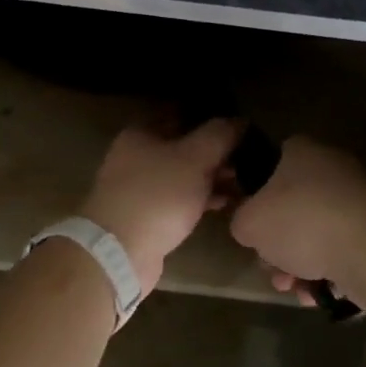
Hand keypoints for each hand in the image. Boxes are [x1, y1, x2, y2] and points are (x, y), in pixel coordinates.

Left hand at [79, 120, 240, 292]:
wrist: (120, 252)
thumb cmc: (158, 194)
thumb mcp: (195, 158)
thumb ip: (219, 135)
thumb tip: (239, 120)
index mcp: (141, 133)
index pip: (179, 114)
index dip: (208, 115)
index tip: (236, 123)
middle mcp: (136, 156)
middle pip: (182, 145)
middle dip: (214, 151)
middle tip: (245, 155)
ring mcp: (140, 188)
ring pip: (183, 174)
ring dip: (211, 176)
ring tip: (242, 181)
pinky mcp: (147, 216)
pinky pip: (180, 199)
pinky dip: (201, 198)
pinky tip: (226, 202)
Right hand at [228, 137, 365, 307]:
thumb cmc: (302, 222)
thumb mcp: (249, 223)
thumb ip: (242, 221)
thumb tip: (250, 225)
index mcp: (301, 151)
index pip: (271, 166)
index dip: (256, 198)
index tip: (253, 228)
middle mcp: (331, 166)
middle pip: (293, 206)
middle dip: (278, 244)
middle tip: (271, 268)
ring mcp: (358, 198)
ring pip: (317, 232)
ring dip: (300, 264)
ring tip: (294, 290)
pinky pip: (343, 249)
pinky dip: (329, 271)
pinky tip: (318, 294)